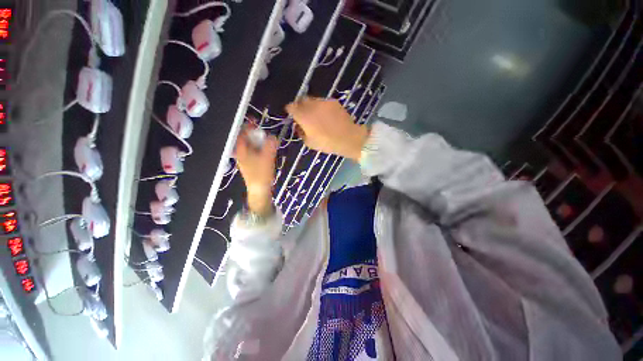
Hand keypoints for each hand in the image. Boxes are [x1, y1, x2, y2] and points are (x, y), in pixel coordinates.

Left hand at [235, 126, 277, 215]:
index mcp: (241, 150)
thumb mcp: (267, 158)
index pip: (242, 134)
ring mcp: (245, 159)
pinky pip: (254, 153)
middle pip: (246, 139)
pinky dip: (260, 149)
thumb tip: (273, 136)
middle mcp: (241, 153)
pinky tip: (267, 152)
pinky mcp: (250, 164)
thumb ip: (270, 146)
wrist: (259, 190)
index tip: (255, 121)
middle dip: (255, 134)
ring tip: (268, 142)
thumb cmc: (261, 174)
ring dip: (259, 142)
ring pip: (251, 146)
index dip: (248, 126)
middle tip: (265, 134)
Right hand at [286, 97, 368, 161]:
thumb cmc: (327, 143)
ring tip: (316, 115)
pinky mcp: (333, 101)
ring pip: (312, 100)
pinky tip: (326, 115)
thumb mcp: (309, 143)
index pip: (291, 107)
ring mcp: (323, 102)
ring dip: (311, 106)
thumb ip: (301, 132)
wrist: (348, 138)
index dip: (290, 110)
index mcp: (304, 116)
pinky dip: (321, 107)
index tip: (292, 115)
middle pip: (301, 100)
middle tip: (304, 115)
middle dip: (300, 106)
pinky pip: (323, 102)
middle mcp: (312, 105)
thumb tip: (298, 126)